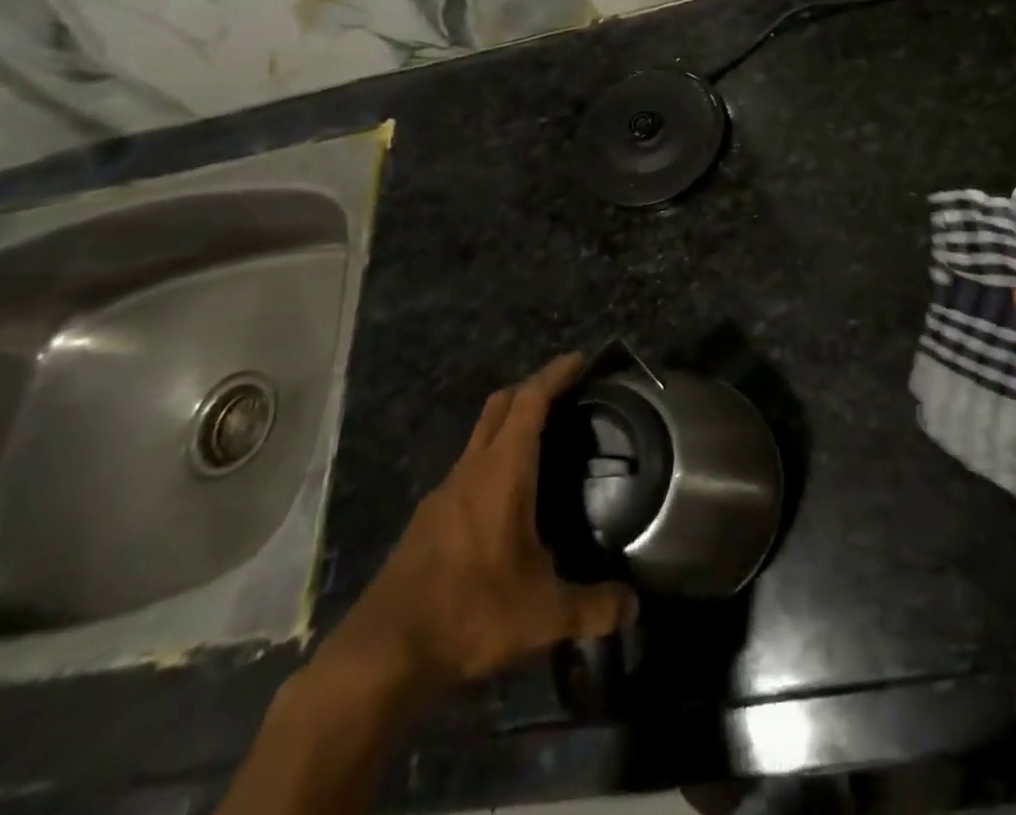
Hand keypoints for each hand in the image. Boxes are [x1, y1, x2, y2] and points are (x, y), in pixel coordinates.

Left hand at [320, 354, 634, 700]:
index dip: (555, 375)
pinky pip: (466, 472)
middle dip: (532, 389)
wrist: (382, 655)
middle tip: (565, 393)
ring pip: (480, 438)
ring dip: (508, 427)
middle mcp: (471, 470)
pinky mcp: (426, 522)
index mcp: (503, 471)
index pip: (530, 402)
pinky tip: (506, 502)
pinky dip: (491, 464)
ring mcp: (443, 495)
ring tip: (541, 446)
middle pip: (500, 406)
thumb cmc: (470, 612)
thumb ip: (593, 607)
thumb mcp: (543, 614)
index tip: (578, 359)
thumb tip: (634, 608)